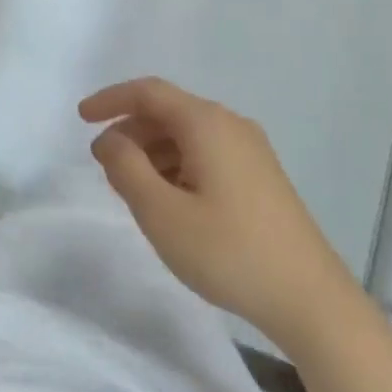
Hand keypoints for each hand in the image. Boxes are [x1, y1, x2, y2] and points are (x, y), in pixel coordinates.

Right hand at [79, 77, 359, 346]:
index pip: (149, 92)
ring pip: (187, 135)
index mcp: (207, 124)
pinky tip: (169, 200)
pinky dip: (176, 165)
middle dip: (129, 131)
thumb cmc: (228, 251)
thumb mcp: (161, 213)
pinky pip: (206, 154)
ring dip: (152, 151)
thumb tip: (110, 139)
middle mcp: (231, 126)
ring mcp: (251, 151)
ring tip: (131, 188)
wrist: (310, 299)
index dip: (110, 100)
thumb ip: (125, 168)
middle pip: (168, 112)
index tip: (80, 119)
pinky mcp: (260, 177)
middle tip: (103, 164)